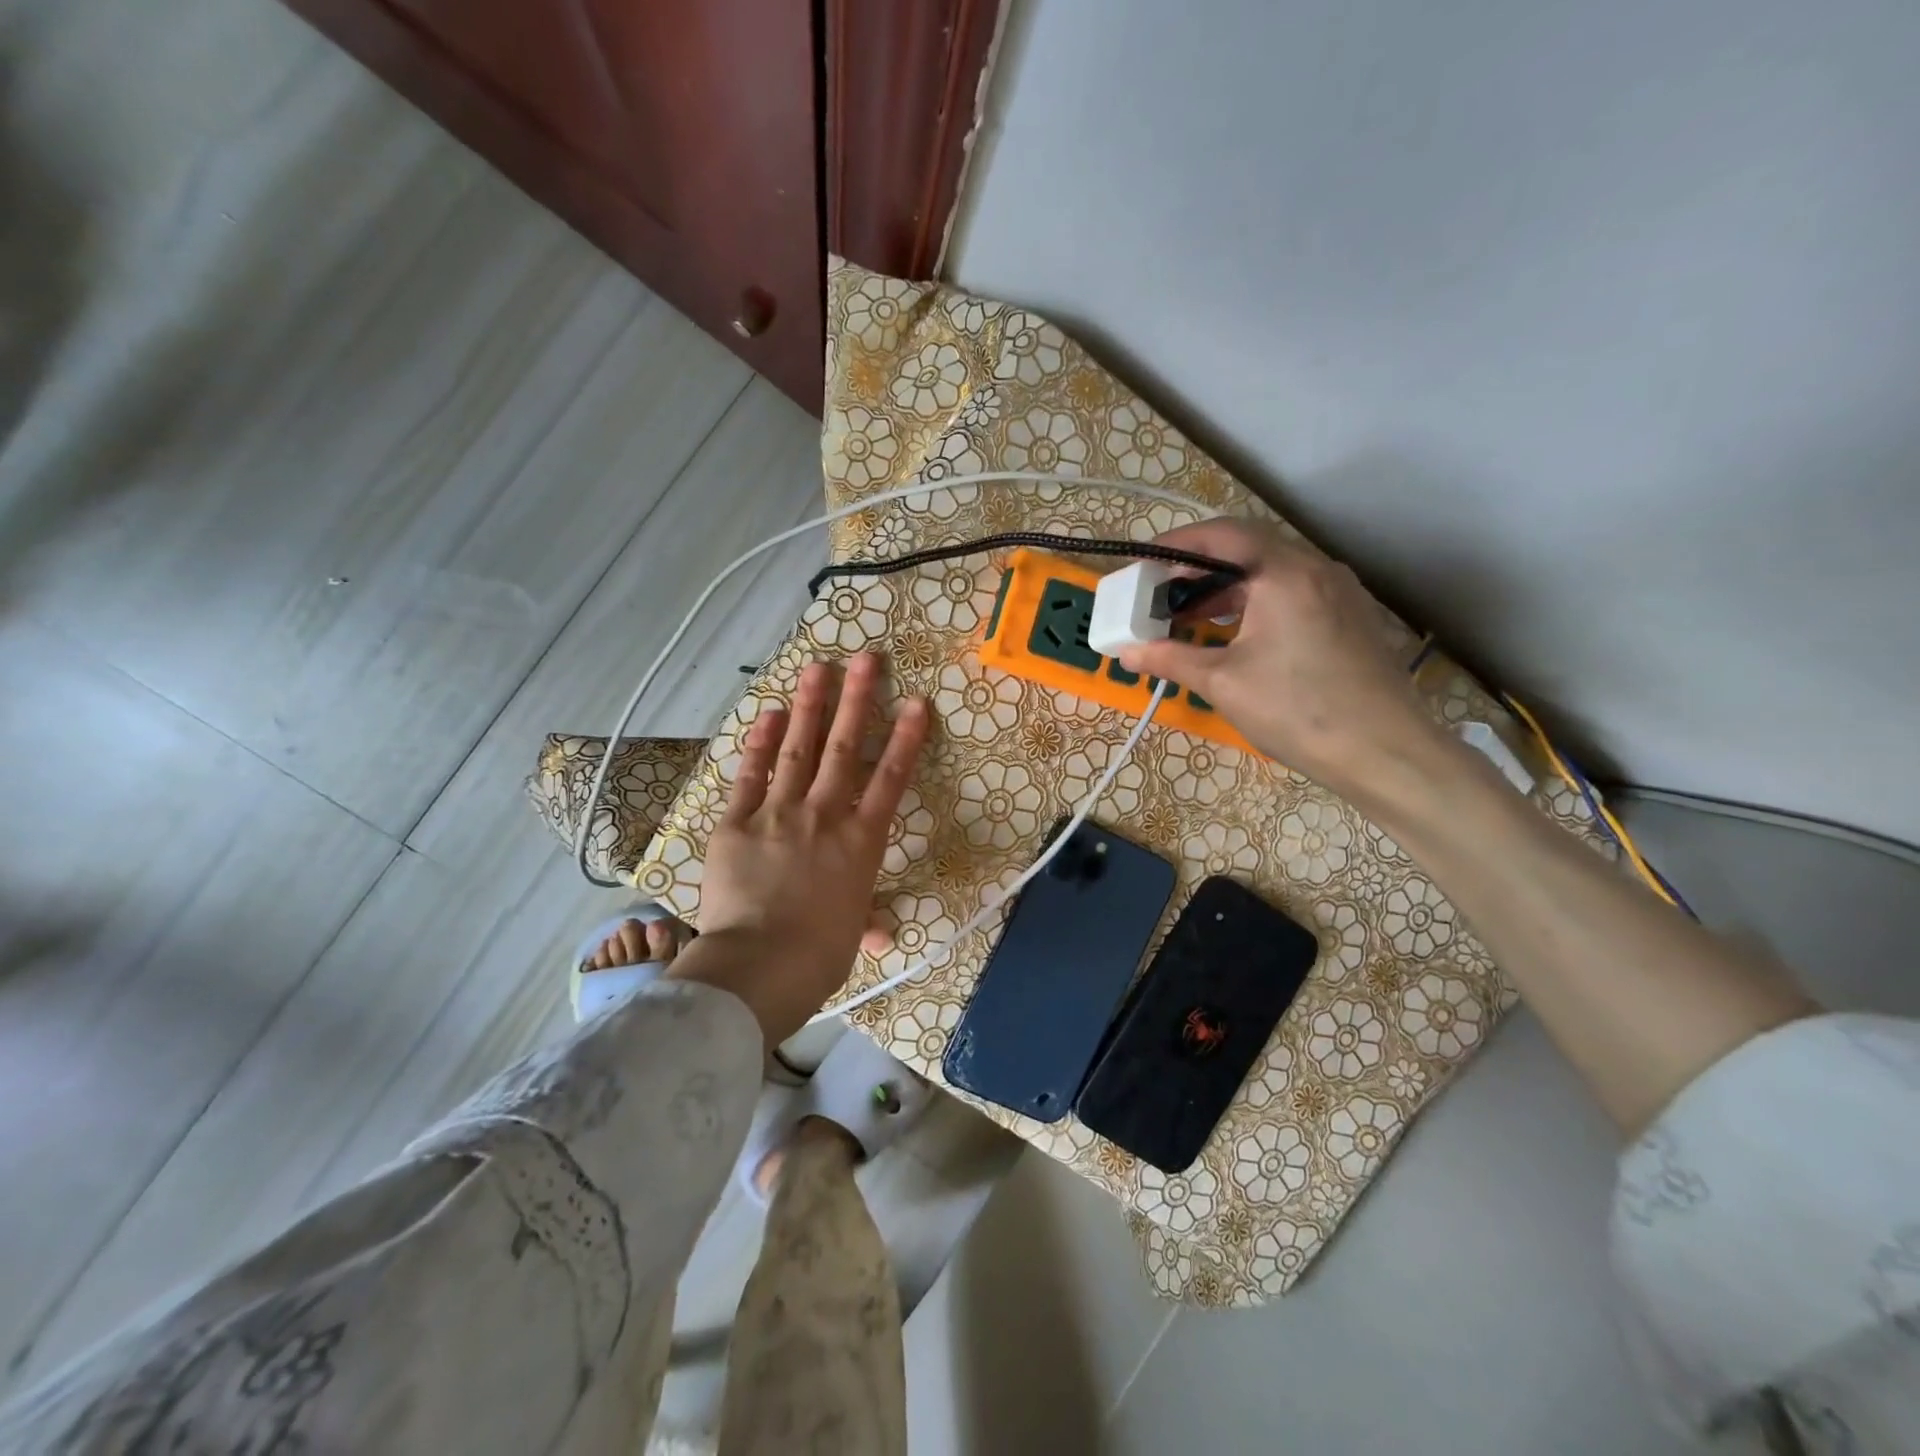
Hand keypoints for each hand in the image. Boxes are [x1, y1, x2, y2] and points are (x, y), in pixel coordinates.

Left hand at [670, 653, 928, 1041]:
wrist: (759, 966)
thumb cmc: (818, 956)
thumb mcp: (850, 936)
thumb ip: (863, 919)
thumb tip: (877, 933)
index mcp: (861, 842)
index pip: (891, 780)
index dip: (906, 738)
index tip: (916, 702)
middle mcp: (824, 815)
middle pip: (845, 749)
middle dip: (858, 700)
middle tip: (866, 659)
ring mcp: (778, 813)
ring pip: (798, 750)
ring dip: (810, 706)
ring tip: (818, 667)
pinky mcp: (736, 823)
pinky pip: (749, 776)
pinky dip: (759, 744)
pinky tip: (769, 714)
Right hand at [1118, 520, 1438, 799]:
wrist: (1384, 753)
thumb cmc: (1297, 710)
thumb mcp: (1223, 683)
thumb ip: (1171, 658)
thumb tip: (1127, 652)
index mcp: (1284, 574)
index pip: (1222, 535)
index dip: (1177, 544)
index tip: (1144, 563)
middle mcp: (1316, 569)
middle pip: (1248, 549)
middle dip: (1199, 568)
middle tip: (1162, 593)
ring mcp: (1340, 592)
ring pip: (1272, 572)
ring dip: (1227, 588)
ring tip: (1191, 618)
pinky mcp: (1351, 618)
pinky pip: (1293, 593)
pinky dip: (1256, 602)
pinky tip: (1237, 635)